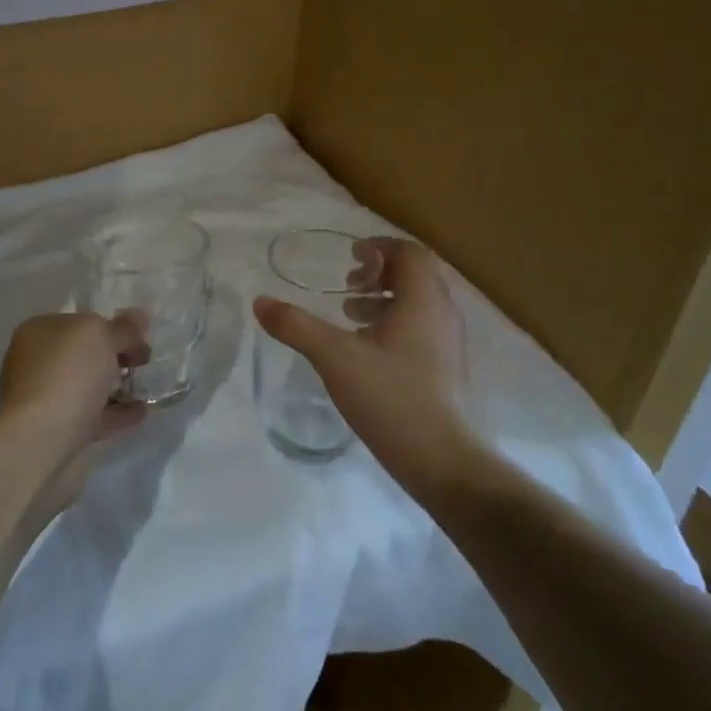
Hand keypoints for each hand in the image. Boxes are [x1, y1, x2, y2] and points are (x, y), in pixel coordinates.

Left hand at [0, 312, 148, 515]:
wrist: (41, 441)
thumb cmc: (67, 374)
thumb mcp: (100, 336)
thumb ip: (122, 327)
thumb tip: (139, 316)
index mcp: (38, 332)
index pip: (79, 321)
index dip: (111, 325)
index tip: (140, 335)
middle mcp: (37, 363)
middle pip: (83, 354)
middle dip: (114, 355)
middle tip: (145, 359)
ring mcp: (46, 399)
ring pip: (87, 386)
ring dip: (115, 385)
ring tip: (146, 385)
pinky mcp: (58, 431)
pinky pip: (93, 416)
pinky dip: (117, 413)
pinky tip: (142, 411)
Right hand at [254, 238, 488, 502]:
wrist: (443, 461)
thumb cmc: (391, 398)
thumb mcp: (334, 357)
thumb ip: (296, 326)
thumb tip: (260, 301)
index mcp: (424, 301)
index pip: (410, 253)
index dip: (379, 249)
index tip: (350, 260)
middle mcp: (443, 314)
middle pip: (417, 274)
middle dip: (380, 272)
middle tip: (348, 284)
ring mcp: (450, 343)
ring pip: (419, 302)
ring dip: (385, 298)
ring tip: (350, 312)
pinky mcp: (447, 368)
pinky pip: (422, 326)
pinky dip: (394, 322)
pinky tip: (366, 348)